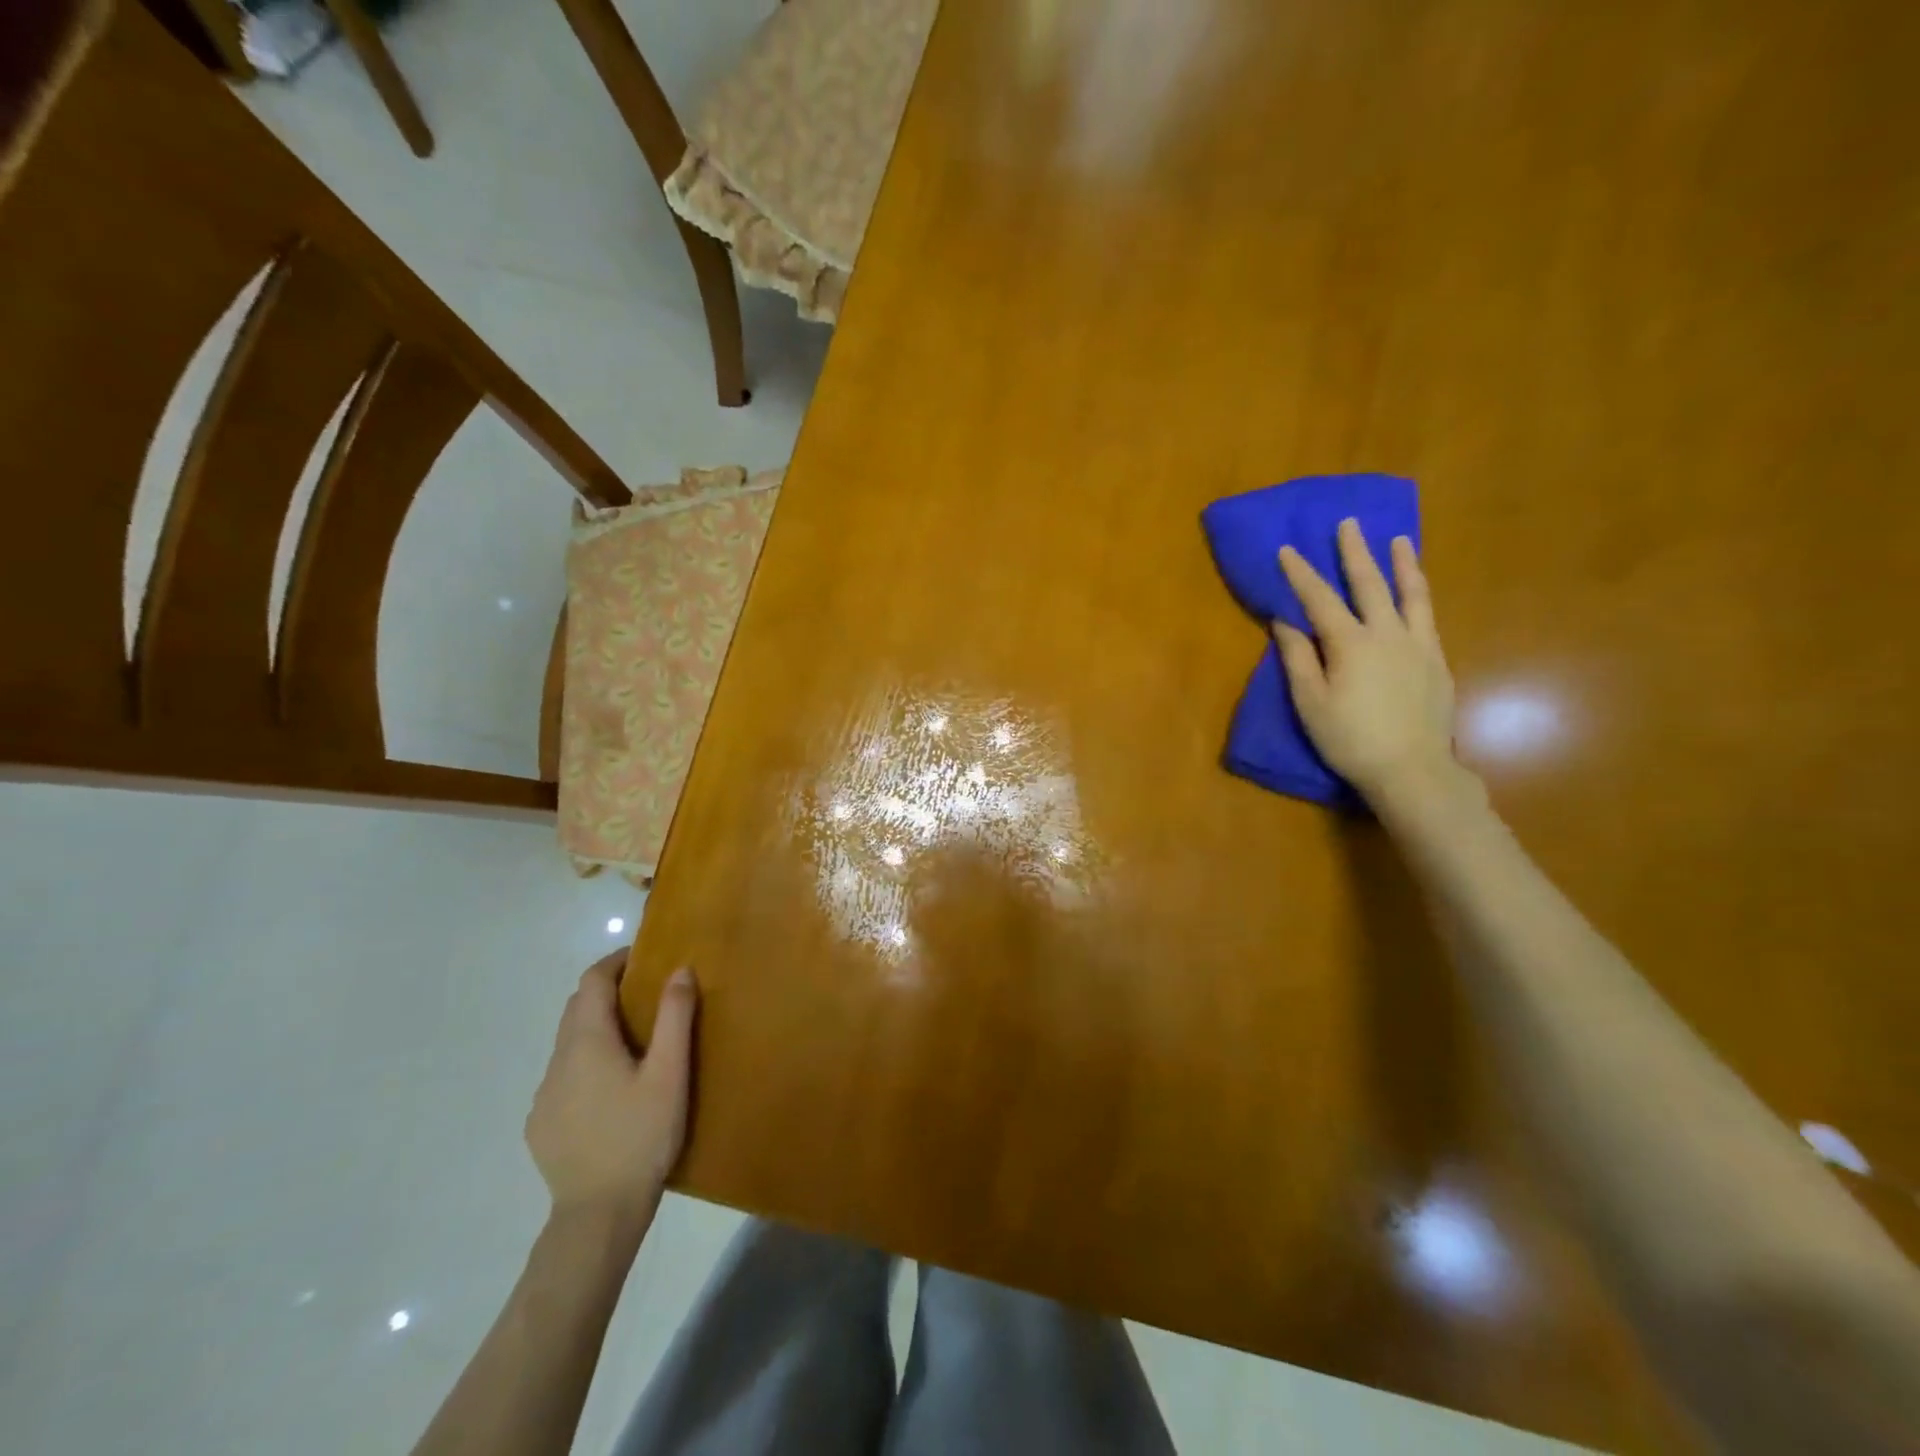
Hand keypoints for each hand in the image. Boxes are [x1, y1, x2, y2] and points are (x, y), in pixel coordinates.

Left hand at [525, 952, 697, 1225]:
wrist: (598, 1214)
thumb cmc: (641, 1136)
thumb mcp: (669, 1073)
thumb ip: (674, 1017)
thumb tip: (679, 970)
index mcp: (586, 1042)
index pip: (591, 981)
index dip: (616, 962)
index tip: (645, 957)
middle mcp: (557, 1061)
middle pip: (576, 1008)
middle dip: (607, 991)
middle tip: (647, 994)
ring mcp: (544, 1096)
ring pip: (568, 1044)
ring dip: (596, 1029)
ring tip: (634, 1043)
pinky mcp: (541, 1125)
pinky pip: (563, 1077)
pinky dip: (586, 1064)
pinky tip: (611, 1090)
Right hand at [1273, 519, 1464, 812]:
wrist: (1411, 769)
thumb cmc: (1349, 739)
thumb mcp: (1310, 702)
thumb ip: (1297, 658)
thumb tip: (1285, 622)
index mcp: (1350, 643)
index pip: (1319, 599)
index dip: (1301, 573)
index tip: (1287, 549)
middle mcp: (1387, 634)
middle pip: (1369, 584)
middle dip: (1355, 552)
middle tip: (1349, 524)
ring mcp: (1418, 645)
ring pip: (1410, 594)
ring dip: (1402, 564)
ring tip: (1400, 540)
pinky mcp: (1437, 661)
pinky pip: (1428, 617)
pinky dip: (1419, 596)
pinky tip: (1416, 592)